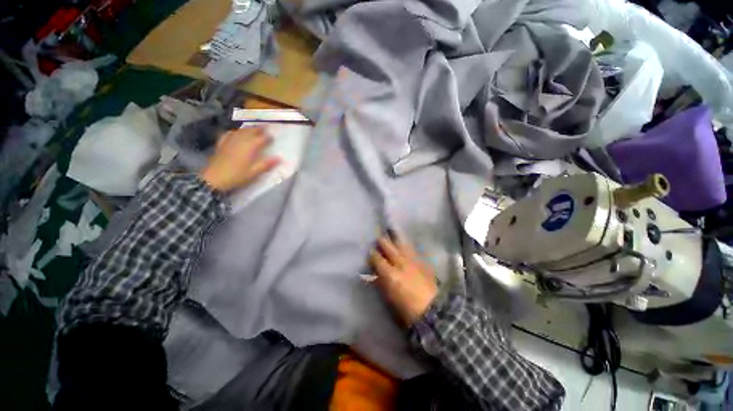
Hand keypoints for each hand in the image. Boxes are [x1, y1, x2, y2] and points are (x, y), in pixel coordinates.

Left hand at [200, 127, 279, 192]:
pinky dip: (235, 132)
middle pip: (251, 131)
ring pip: (241, 130)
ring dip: (249, 129)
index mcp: (250, 146)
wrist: (214, 179)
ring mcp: (230, 140)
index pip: (262, 138)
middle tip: (266, 128)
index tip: (273, 137)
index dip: (268, 137)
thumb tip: (280, 158)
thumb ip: (266, 164)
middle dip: (259, 129)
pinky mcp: (222, 143)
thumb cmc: (237, 176)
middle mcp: (241, 140)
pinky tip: (236, 133)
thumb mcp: (254, 172)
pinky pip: (230, 133)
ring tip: (254, 129)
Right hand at [369, 232, 438, 326]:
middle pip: (388, 246)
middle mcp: (399, 262)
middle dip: (382, 241)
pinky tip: (404, 242)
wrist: (432, 309)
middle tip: (378, 238)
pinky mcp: (421, 260)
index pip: (376, 258)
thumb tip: (375, 272)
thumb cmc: (406, 308)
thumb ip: (381, 281)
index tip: (370, 252)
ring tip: (391, 231)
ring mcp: (411, 259)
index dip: (372, 254)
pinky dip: (406, 244)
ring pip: (401, 243)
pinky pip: (411, 248)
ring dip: (394, 238)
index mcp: (389, 273)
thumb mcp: (389, 296)